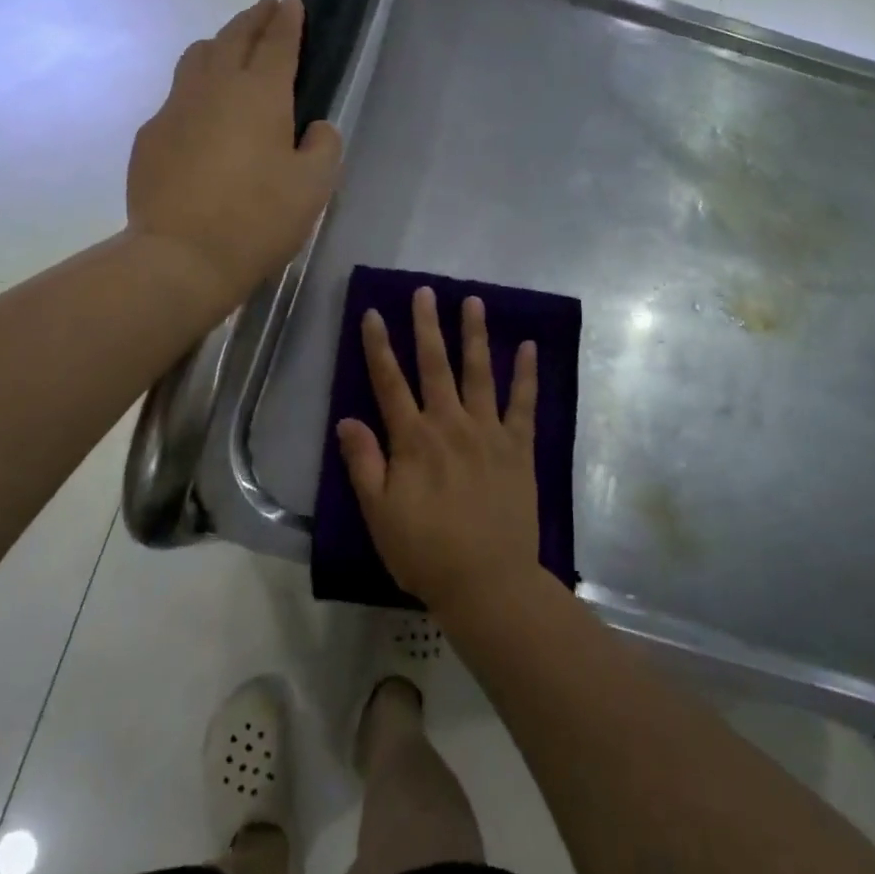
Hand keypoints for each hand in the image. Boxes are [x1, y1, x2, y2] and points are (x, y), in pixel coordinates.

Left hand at [128, 0, 342, 313]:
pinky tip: (201, 113)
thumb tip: (316, 127)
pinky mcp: (150, 135)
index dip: (288, 20)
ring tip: (230, 46)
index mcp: (261, 94)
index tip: (292, 1)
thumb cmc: (258, 219)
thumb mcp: (314, 187)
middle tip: (265, 8)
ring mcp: (175, 108)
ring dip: (219, 44)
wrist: (181, 256)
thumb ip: (324, 147)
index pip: (278, 42)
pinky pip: (176, 96)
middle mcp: (215, 87)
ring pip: (197, 57)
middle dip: (253, 19)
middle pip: (234, 38)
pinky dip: (195, 89)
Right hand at [338, 286, 541, 613]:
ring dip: (474, 334)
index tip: (373, 313)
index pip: (389, 382)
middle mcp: (449, 423)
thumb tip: (347, 419)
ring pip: (478, 372)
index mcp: (413, 439)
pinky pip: (524, 403)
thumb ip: (364, 463)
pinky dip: (526, 373)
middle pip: (435, 365)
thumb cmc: (425, 551)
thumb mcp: (379, 513)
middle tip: (424, 291)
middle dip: (426, 325)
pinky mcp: (518, 447)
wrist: (488, 582)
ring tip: (472, 300)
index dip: (379, 346)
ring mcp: (488, 432)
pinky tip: (527, 345)